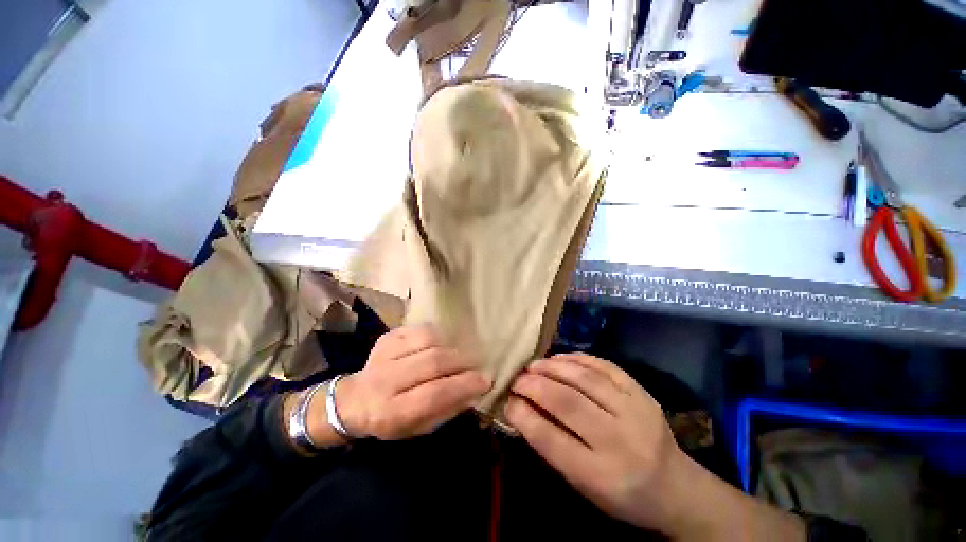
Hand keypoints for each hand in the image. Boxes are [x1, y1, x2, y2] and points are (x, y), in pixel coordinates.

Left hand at [314, 325, 490, 441]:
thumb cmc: (390, 420)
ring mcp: (384, 354)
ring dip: (451, 346)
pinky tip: (442, 345)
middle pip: (433, 362)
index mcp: (391, 413)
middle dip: (463, 362)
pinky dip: (437, 335)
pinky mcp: (387, 337)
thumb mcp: (418, 428)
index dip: (464, 385)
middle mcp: (385, 381)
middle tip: (476, 365)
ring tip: (460, 355)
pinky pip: (420, 329)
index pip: (434, 394)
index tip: (485, 380)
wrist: (354, 400)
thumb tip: (475, 389)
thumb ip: (446, 409)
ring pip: (428, 340)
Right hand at [504, 353, 685, 532]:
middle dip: (534, 385)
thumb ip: (552, 447)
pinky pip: (605, 366)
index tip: (507, 400)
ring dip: (553, 367)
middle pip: (568, 403)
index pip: (552, 439)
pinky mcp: (643, 393)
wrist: (677, 489)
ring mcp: (636, 412)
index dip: (524, 415)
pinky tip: (560, 359)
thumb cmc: (622, 494)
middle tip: (517, 378)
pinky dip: (578, 359)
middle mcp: (620, 442)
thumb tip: (521, 409)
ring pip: (585, 379)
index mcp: (602, 476)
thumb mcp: (583, 485)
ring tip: (534, 365)